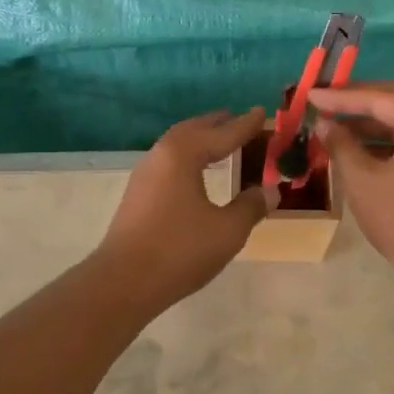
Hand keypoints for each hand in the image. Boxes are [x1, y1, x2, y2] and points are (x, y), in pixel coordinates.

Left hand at [95, 108, 277, 312]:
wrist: (123, 282)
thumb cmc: (180, 250)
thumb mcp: (227, 230)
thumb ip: (251, 206)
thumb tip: (269, 191)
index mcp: (183, 155)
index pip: (222, 133)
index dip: (245, 125)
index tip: (262, 111)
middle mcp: (161, 156)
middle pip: (193, 131)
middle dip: (217, 124)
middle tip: (238, 119)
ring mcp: (144, 175)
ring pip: (177, 145)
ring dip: (200, 139)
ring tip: (219, 141)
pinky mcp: (138, 195)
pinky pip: (168, 162)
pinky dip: (188, 157)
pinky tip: (195, 172)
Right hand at [309, 83, 393, 284]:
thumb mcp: (362, 180)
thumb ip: (341, 144)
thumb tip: (323, 123)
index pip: (381, 99)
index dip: (342, 97)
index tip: (311, 94)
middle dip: (359, 102)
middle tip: (324, 99)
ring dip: (372, 121)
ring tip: (335, 123)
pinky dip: (389, 138)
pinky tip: (359, 143)